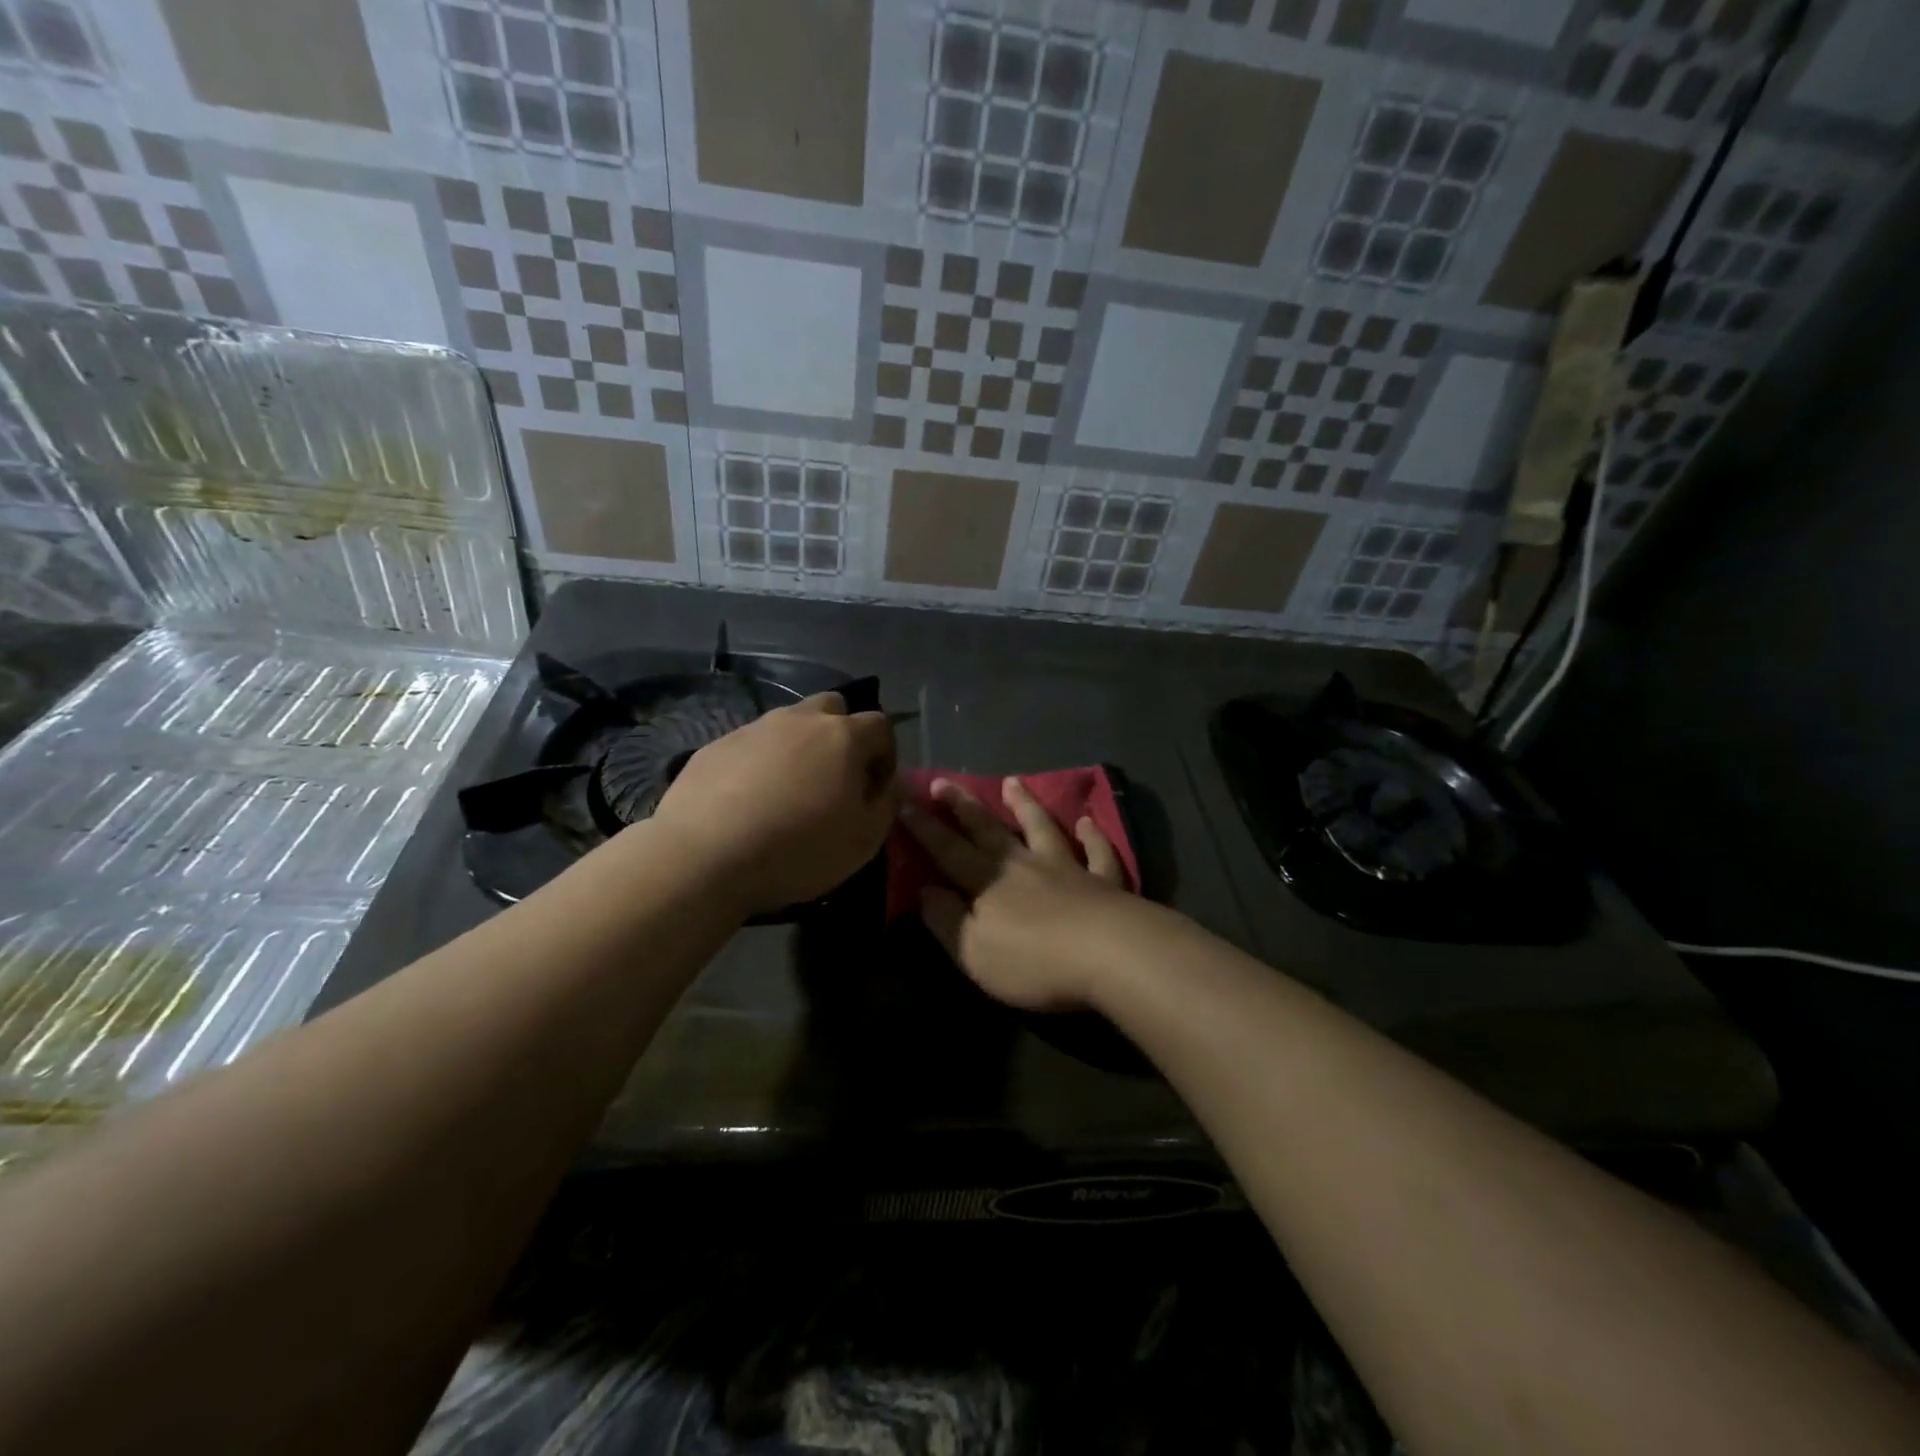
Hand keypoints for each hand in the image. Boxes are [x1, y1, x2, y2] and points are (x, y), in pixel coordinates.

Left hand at [651, 693, 897, 914]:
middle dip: (842, 734)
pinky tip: (750, 800)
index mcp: (843, 737)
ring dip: (800, 747)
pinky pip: (752, 744)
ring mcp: (755, 728)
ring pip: (789, 724)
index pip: (881, 725)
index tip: (875, 788)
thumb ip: (886, 805)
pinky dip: (761, 763)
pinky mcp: (717, 745)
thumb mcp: (863, 841)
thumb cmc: (798, 849)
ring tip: (789, 791)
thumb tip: (891, 784)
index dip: (886, 754)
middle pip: (833, 708)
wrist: (705, 855)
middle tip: (834, 777)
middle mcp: (800, 720)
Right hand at [901, 776, 1138, 1009]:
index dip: (924, 828)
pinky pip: (1097, 852)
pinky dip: (1092, 836)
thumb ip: (946, 921)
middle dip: (963, 806)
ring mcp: (1067, 868)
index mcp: (988, 883)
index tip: (905, 802)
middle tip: (945, 780)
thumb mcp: (974, 952)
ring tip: (1013, 782)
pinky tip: (1088, 821)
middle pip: (989, 830)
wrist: (1110, 954)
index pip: (948, 850)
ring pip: (1042, 829)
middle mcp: (1023, 865)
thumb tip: (925, 891)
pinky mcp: (1104, 881)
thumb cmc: (1034, 961)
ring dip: (1026, 805)